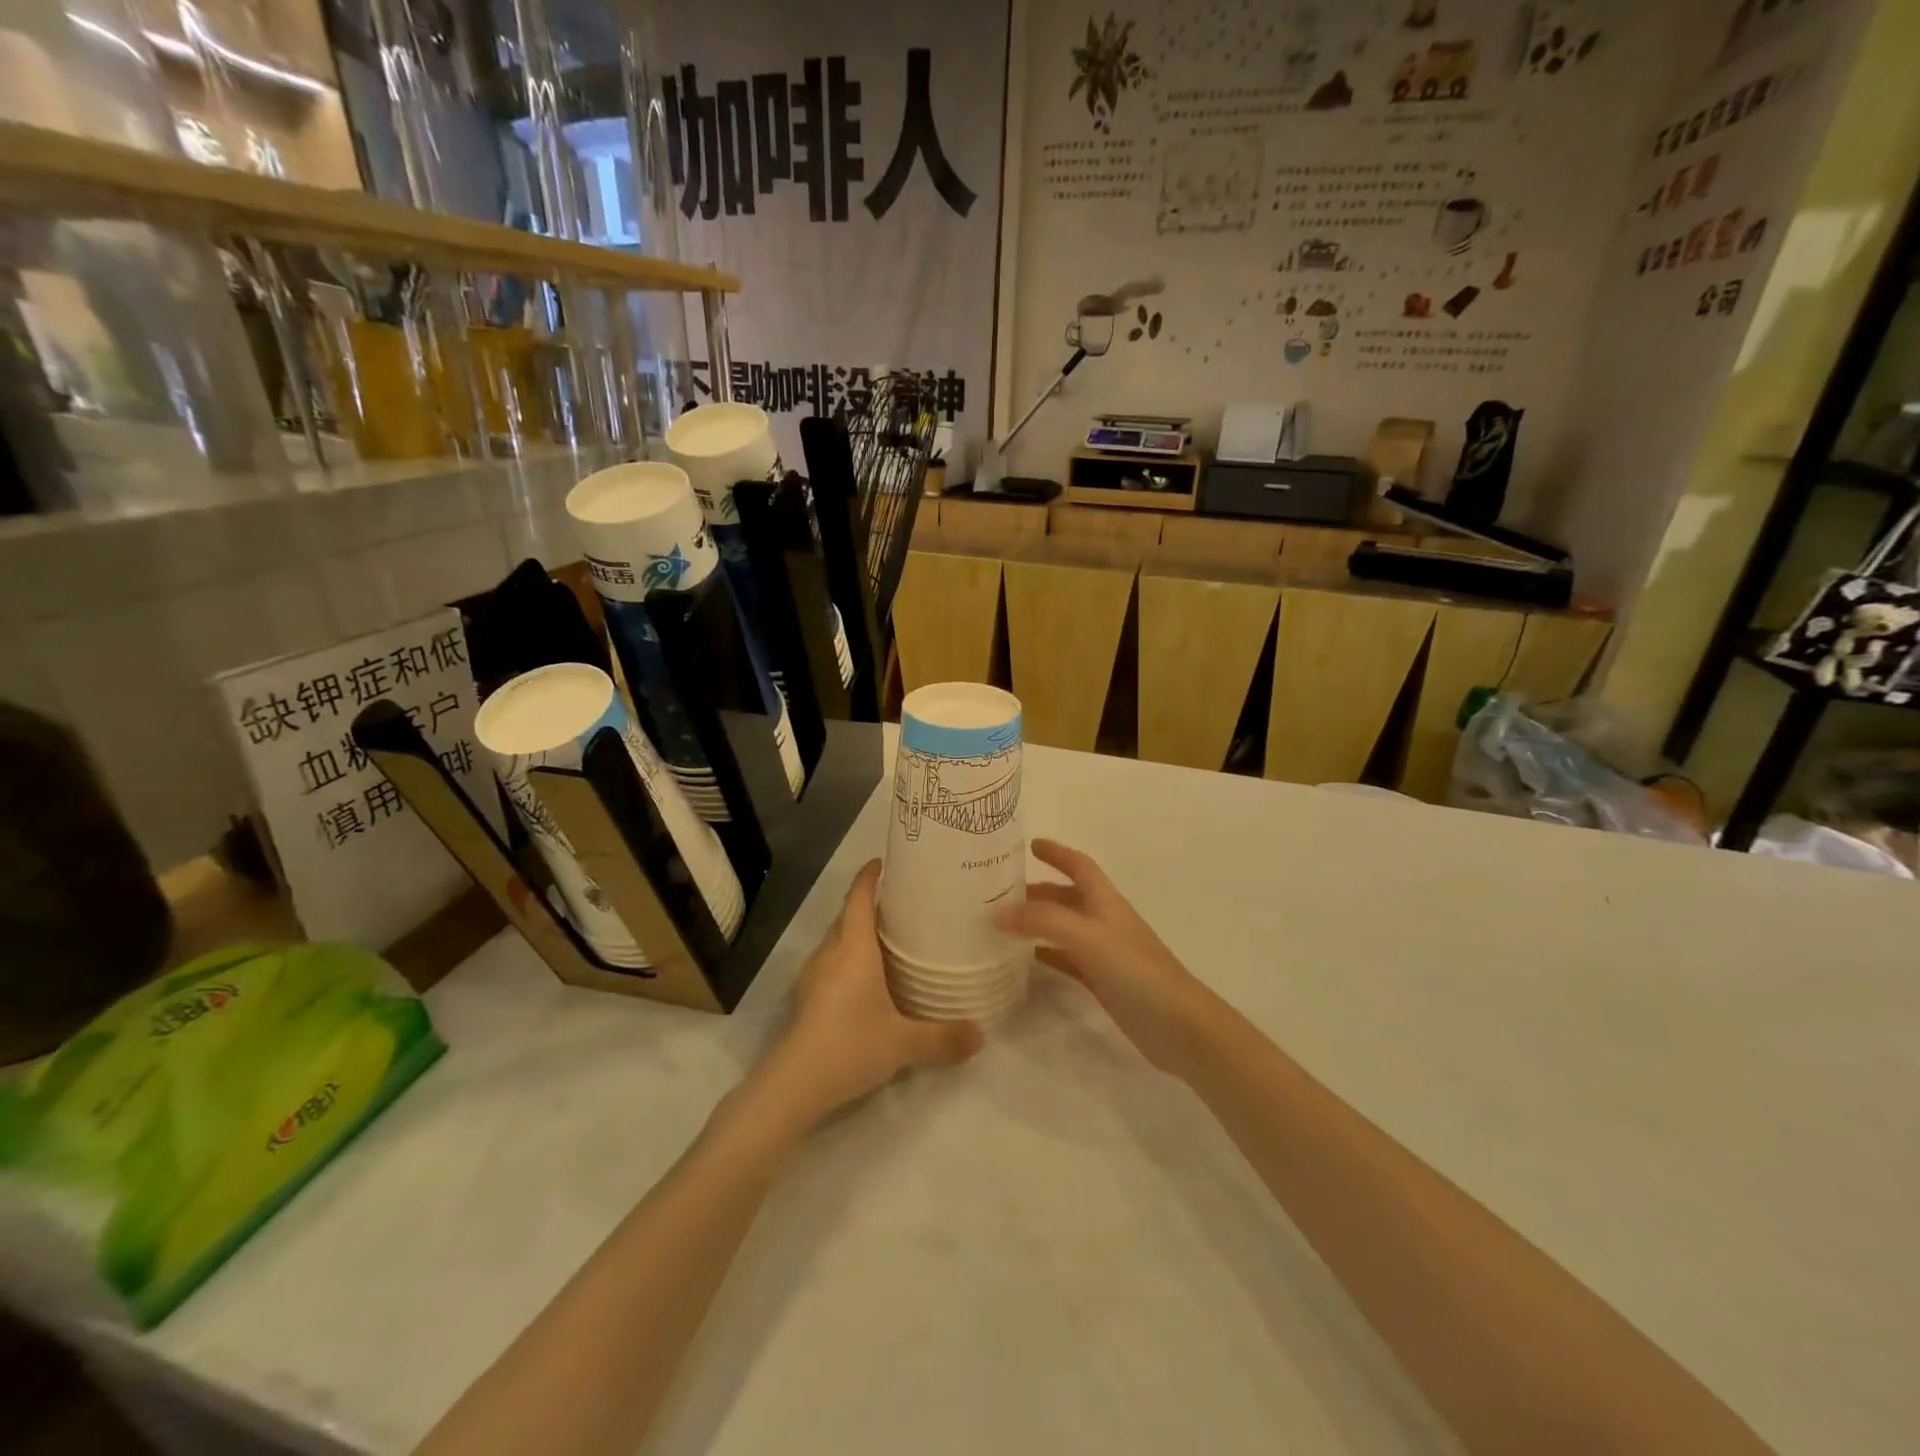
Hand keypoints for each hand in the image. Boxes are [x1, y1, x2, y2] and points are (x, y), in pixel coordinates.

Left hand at [759, 859, 982, 1129]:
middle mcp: (831, 953)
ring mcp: (814, 976)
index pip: (858, 898)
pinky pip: (831, 963)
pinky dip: (849, 958)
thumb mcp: (904, 1043)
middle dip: (869, 904)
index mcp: (853, 948)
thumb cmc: (850, 1045)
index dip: (869, 876)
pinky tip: (867, 980)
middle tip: (903, 905)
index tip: (884, 862)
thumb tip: (981, 1035)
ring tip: (889, 939)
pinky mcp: (807, 998)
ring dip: (857, 932)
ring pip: (837, 940)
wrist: (793, 1084)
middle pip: (847, 916)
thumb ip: (943, 1037)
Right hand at [997, 839, 1217, 1077]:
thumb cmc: (1137, 971)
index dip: (1058, 853)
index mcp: (1106, 902)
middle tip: (1001, 892)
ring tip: (1003, 923)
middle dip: (1038, 890)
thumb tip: (999, 912)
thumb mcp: (1088, 937)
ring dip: (1038, 922)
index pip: (1080, 866)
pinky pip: (1067, 960)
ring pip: (1064, 928)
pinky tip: (1025, 959)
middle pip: (1068, 897)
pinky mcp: (1103, 982)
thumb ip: (1044, 921)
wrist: (1179, 1026)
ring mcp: (1104, 954)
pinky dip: (1047, 954)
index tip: (1030, 844)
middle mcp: (1105, 922)